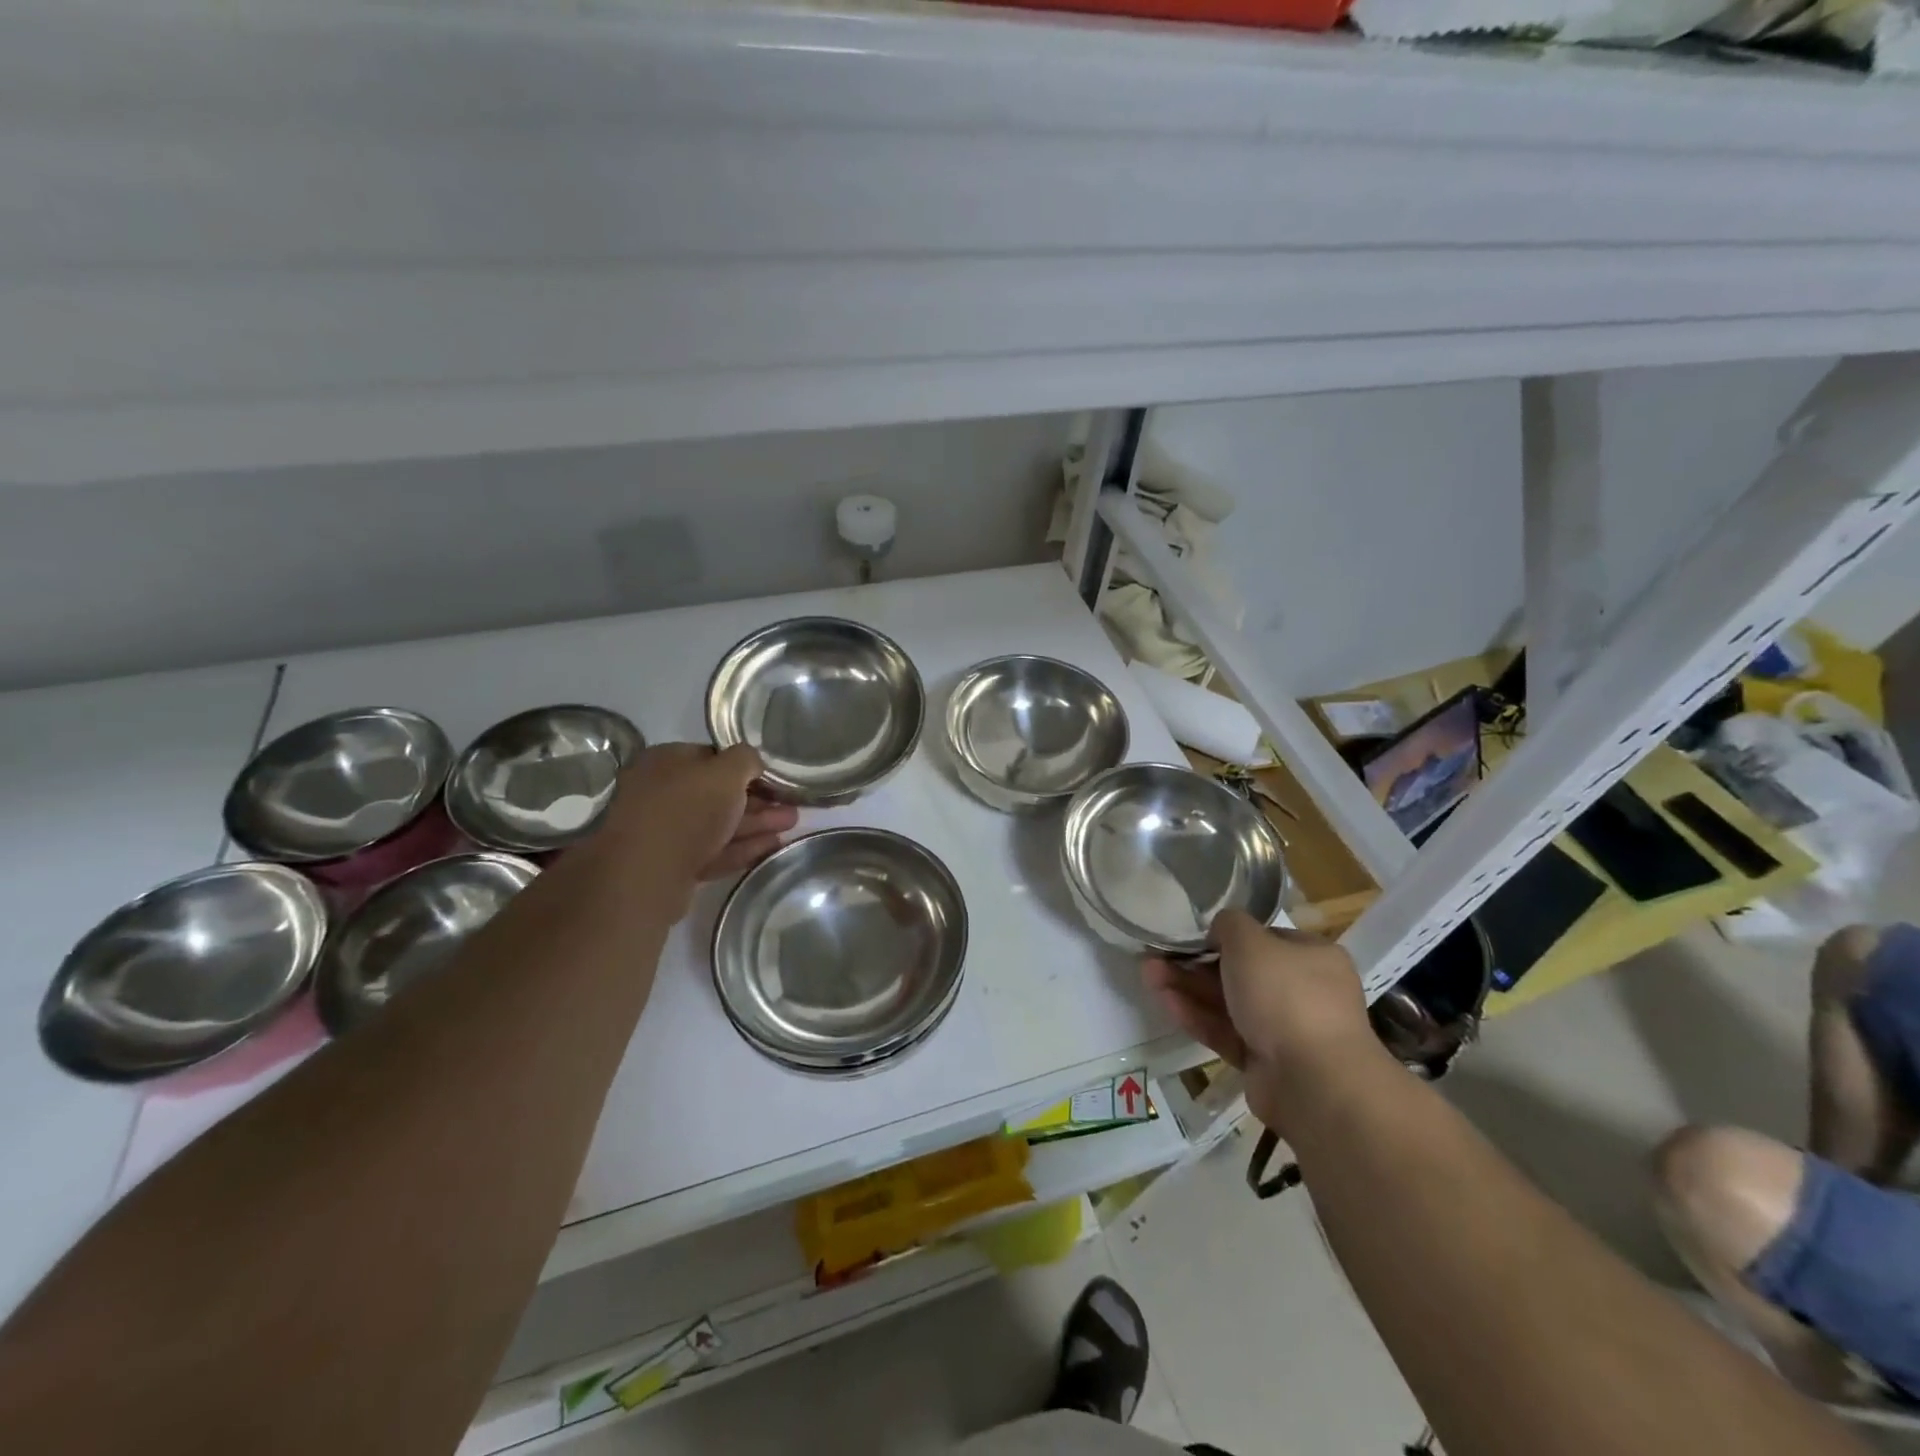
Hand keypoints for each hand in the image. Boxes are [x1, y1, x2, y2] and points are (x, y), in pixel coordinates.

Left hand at [596, 744, 797, 909]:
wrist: (645, 874)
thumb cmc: (686, 809)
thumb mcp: (726, 772)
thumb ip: (746, 759)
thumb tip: (753, 762)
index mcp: (666, 761)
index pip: (712, 757)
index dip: (746, 767)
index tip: (775, 779)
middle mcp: (660, 792)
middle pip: (717, 793)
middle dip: (757, 800)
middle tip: (791, 805)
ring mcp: (664, 832)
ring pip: (718, 824)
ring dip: (756, 824)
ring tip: (792, 825)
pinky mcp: (672, 866)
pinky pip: (713, 851)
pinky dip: (742, 847)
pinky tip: (772, 847)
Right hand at [1143, 909, 1378, 1133]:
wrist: (1313, 1081)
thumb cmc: (1286, 995)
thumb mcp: (1251, 941)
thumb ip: (1229, 925)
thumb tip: (1219, 929)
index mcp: (1313, 957)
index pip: (1265, 938)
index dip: (1227, 934)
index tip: (1191, 933)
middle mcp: (1303, 991)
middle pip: (1240, 971)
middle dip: (1196, 962)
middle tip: (1158, 954)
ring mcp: (1284, 1030)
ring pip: (1227, 1002)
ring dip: (1188, 987)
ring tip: (1147, 973)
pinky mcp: (1263, 1062)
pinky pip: (1225, 1032)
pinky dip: (1196, 1016)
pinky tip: (1163, 1001)